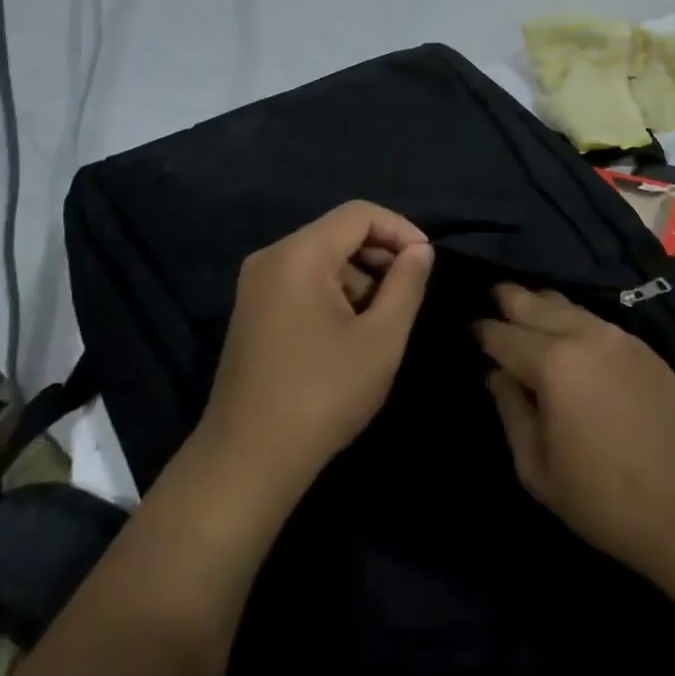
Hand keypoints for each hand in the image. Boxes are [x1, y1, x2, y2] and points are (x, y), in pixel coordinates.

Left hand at [199, 202, 433, 509]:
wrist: (247, 461)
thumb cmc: (322, 396)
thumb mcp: (381, 339)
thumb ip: (406, 284)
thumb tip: (420, 250)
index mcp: (299, 254)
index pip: (359, 214)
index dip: (400, 229)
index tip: (427, 262)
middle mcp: (272, 257)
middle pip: (338, 232)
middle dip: (380, 254)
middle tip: (409, 292)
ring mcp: (256, 284)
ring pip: (322, 257)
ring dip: (359, 276)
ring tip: (382, 320)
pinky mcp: (253, 309)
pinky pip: (302, 280)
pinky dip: (334, 292)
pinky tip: (350, 332)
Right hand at [476, 284, 674, 575]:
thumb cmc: (604, 497)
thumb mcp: (538, 468)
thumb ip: (511, 412)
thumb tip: (497, 375)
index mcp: (552, 364)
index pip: (504, 335)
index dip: (482, 331)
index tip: (469, 329)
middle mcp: (583, 335)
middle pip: (535, 302)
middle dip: (509, 297)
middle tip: (491, 293)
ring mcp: (616, 336)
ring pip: (568, 304)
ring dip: (542, 302)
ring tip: (525, 305)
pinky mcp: (642, 345)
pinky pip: (594, 319)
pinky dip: (572, 316)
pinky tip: (566, 326)